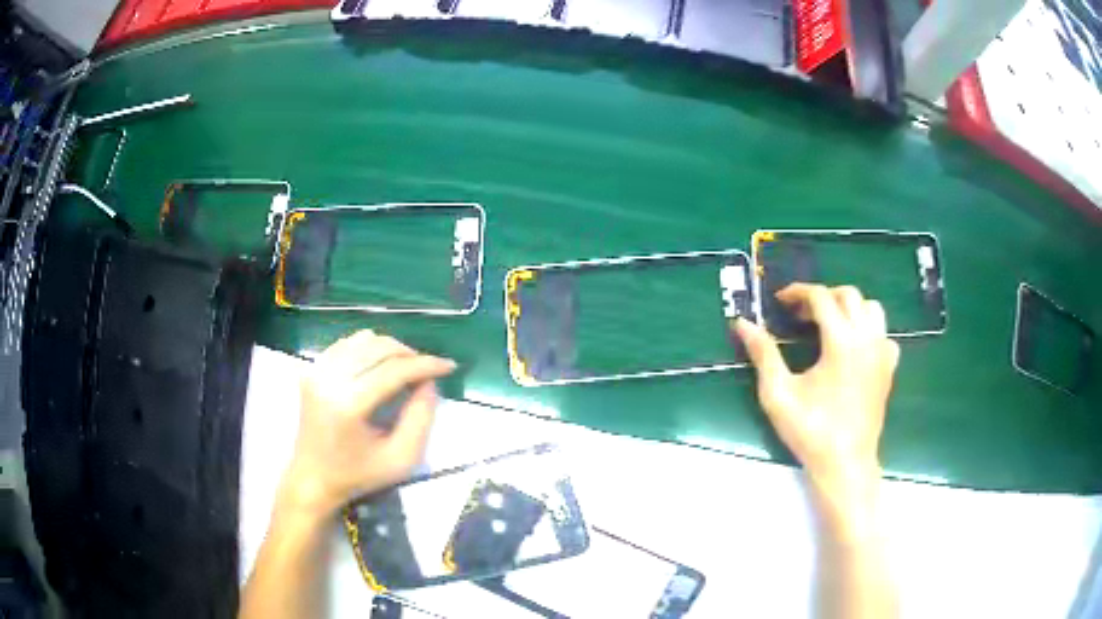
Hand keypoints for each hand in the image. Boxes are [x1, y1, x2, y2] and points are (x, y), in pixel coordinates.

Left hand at [279, 330, 455, 518]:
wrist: (313, 479)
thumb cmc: (358, 475)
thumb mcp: (401, 458)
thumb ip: (421, 419)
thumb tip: (429, 382)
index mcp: (349, 405)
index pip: (394, 370)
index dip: (425, 364)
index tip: (449, 366)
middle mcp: (329, 380)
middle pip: (379, 347)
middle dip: (410, 354)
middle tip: (427, 371)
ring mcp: (316, 371)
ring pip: (363, 340)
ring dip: (390, 349)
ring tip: (405, 369)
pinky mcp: (311, 369)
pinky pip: (346, 344)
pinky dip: (368, 350)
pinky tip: (379, 367)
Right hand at [735, 284, 898, 517]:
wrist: (845, 463)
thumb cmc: (811, 431)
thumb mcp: (779, 394)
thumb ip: (763, 354)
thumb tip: (743, 324)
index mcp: (842, 341)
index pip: (822, 297)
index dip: (798, 292)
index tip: (780, 301)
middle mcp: (867, 338)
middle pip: (849, 295)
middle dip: (823, 296)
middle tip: (801, 314)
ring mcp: (882, 353)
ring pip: (871, 309)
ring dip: (849, 308)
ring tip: (829, 324)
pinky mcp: (889, 368)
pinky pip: (883, 334)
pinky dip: (868, 330)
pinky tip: (853, 348)